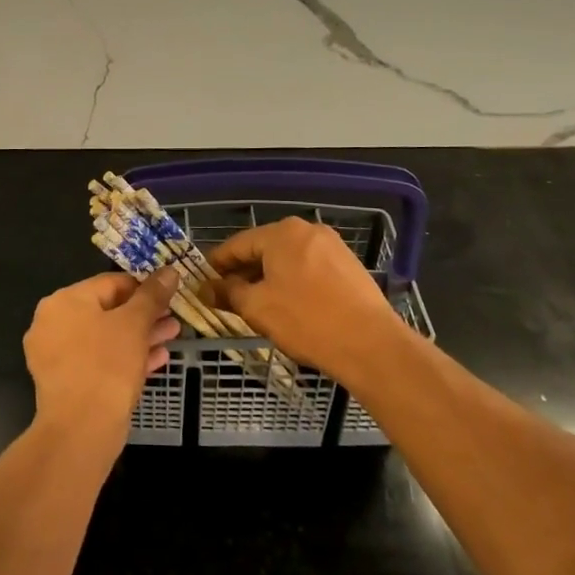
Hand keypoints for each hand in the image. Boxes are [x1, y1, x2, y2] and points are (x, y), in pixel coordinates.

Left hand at [23, 268, 180, 431]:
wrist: (80, 431)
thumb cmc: (107, 365)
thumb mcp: (135, 324)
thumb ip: (152, 295)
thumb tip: (169, 270)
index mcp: (63, 301)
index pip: (110, 282)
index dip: (144, 286)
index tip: (170, 294)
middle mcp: (53, 323)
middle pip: (107, 311)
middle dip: (144, 315)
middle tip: (173, 318)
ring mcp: (56, 355)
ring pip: (105, 338)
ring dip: (140, 336)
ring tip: (171, 336)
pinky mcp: (66, 383)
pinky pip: (99, 361)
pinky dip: (125, 358)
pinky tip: (158, 359)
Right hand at [209, 219, 408, 376]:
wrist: (370, 344)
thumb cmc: (306, 320)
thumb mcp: (257, 308)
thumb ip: (228, 292)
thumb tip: (206, 287)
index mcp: (281, 232)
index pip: (238, 244)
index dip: (217, 264)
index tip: (203, 282)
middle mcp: (307, 229)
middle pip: (264, 249)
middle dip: (244, 272)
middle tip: (228, 298)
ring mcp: (332, 246)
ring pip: (288, 259)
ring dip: (269, 278)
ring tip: (258, 305)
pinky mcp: (349, 265)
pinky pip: (310, 268)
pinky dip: (294, 282)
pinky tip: (290, 306)